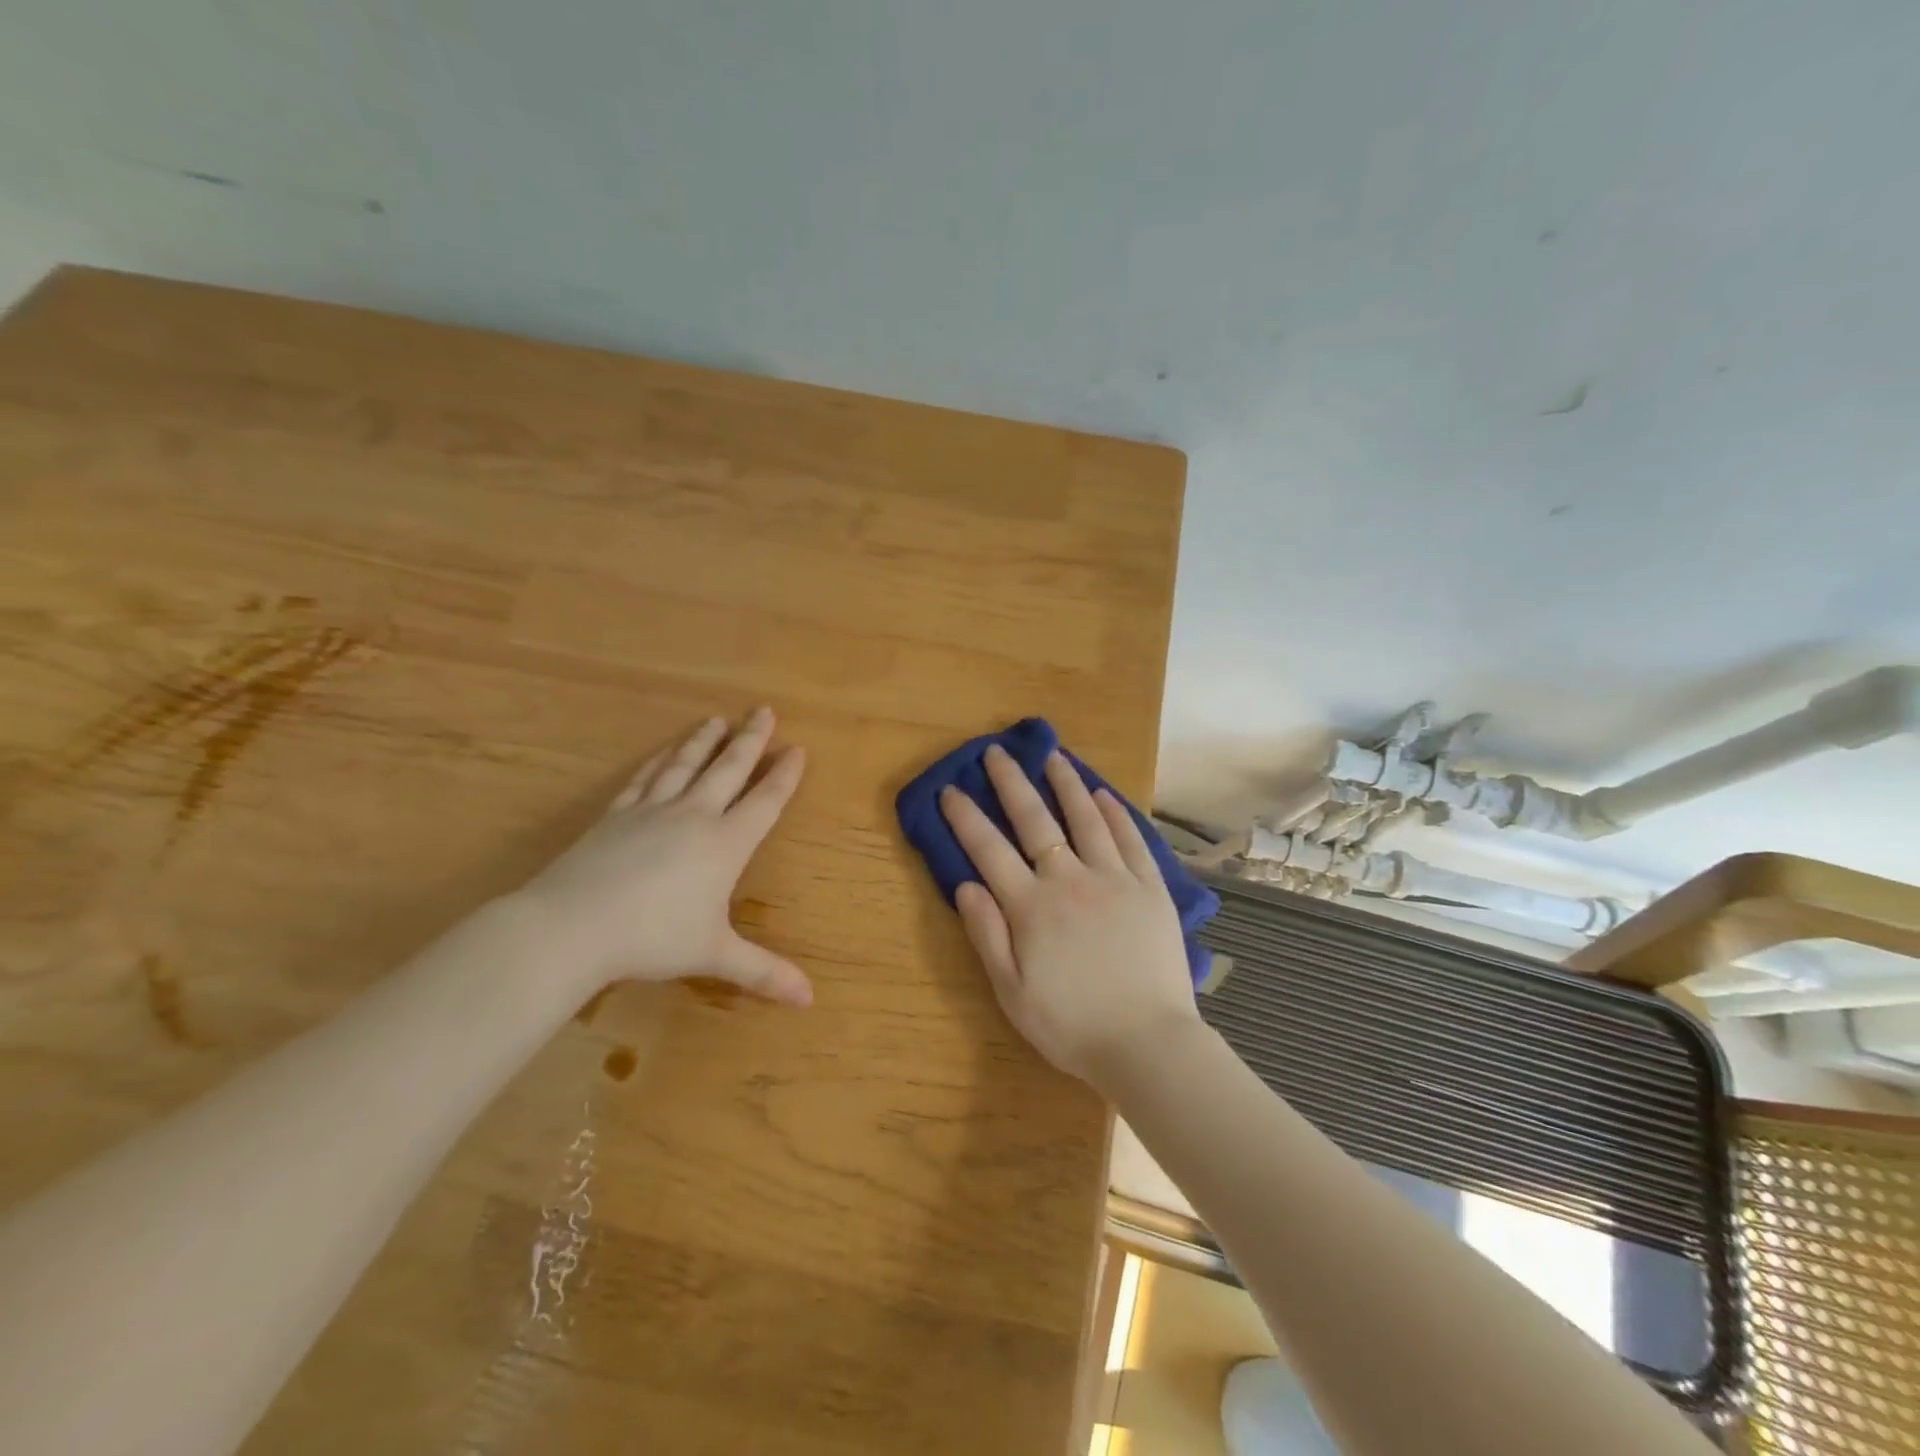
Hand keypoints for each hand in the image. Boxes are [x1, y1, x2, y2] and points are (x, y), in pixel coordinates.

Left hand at [510, 708, 811, 1006]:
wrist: (572, 926)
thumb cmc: (653, 939)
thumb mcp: (714, 955)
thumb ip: (763, 971)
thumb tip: (810, 999)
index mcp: (725, 843)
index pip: (765, 801)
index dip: (784, 775)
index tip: (798, 749)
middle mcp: (694, 816)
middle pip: (730, 768)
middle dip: (751, 739)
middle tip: (764, 711)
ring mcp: (652, 810)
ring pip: (686, 765)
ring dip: (704, 741)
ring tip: (718, 720)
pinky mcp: (616, 814)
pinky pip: (644, 778)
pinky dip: (659, 761)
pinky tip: (663, 753)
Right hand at [938, 745, 1199, 1086]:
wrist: (1147, 1044)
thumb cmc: (1071, 1025)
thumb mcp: (1012, 993)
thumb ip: (987, 935)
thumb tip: (965, 885)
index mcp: (1031, 907)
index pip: (989, 850)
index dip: (966, 818)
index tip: (950, 789)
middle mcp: (1070, 880)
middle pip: (1035, 821)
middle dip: (1011, 783)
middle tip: (997, 752)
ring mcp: (1114, 880)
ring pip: (1086, 819)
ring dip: (1066, 784)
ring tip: (1053, 756)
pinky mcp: (1150, 888)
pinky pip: (1131, 840)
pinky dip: (1115, 814)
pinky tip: (1104, 795)